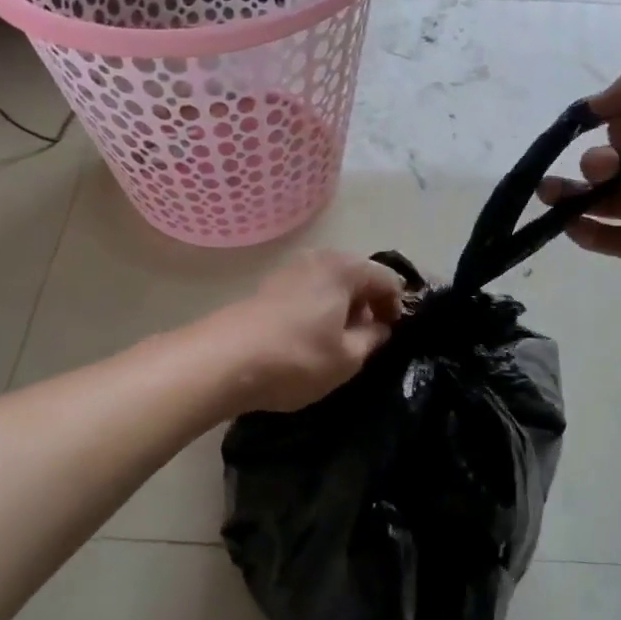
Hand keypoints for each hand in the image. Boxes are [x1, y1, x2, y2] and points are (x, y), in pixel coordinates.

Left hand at [205, 250, 406, 413]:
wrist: (223, 361)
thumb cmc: (297, 358)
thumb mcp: (347, 358)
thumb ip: (373, 339)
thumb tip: (380, 327)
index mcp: (344, 268)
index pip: (388, 279)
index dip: (397, 307)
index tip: (392, 336)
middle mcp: (318, 258)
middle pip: (358, 276)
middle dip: (369, 305)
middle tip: (368, 341)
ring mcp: (290, 269)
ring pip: (331, 284)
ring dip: (342, 308)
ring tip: (338, 343)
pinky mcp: (268, 286)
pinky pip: (309, 291)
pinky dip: (319, 309)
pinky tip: (310, 339)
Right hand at [536, 63, 620, 290]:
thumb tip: (596, 104)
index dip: (611, 124)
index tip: (601, 126)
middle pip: (616, 162)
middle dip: (594, 161)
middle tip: (604, 168)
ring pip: (612, 202)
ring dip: (576, 198)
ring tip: (548, 196)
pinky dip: (595, 237)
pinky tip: (570, 229)